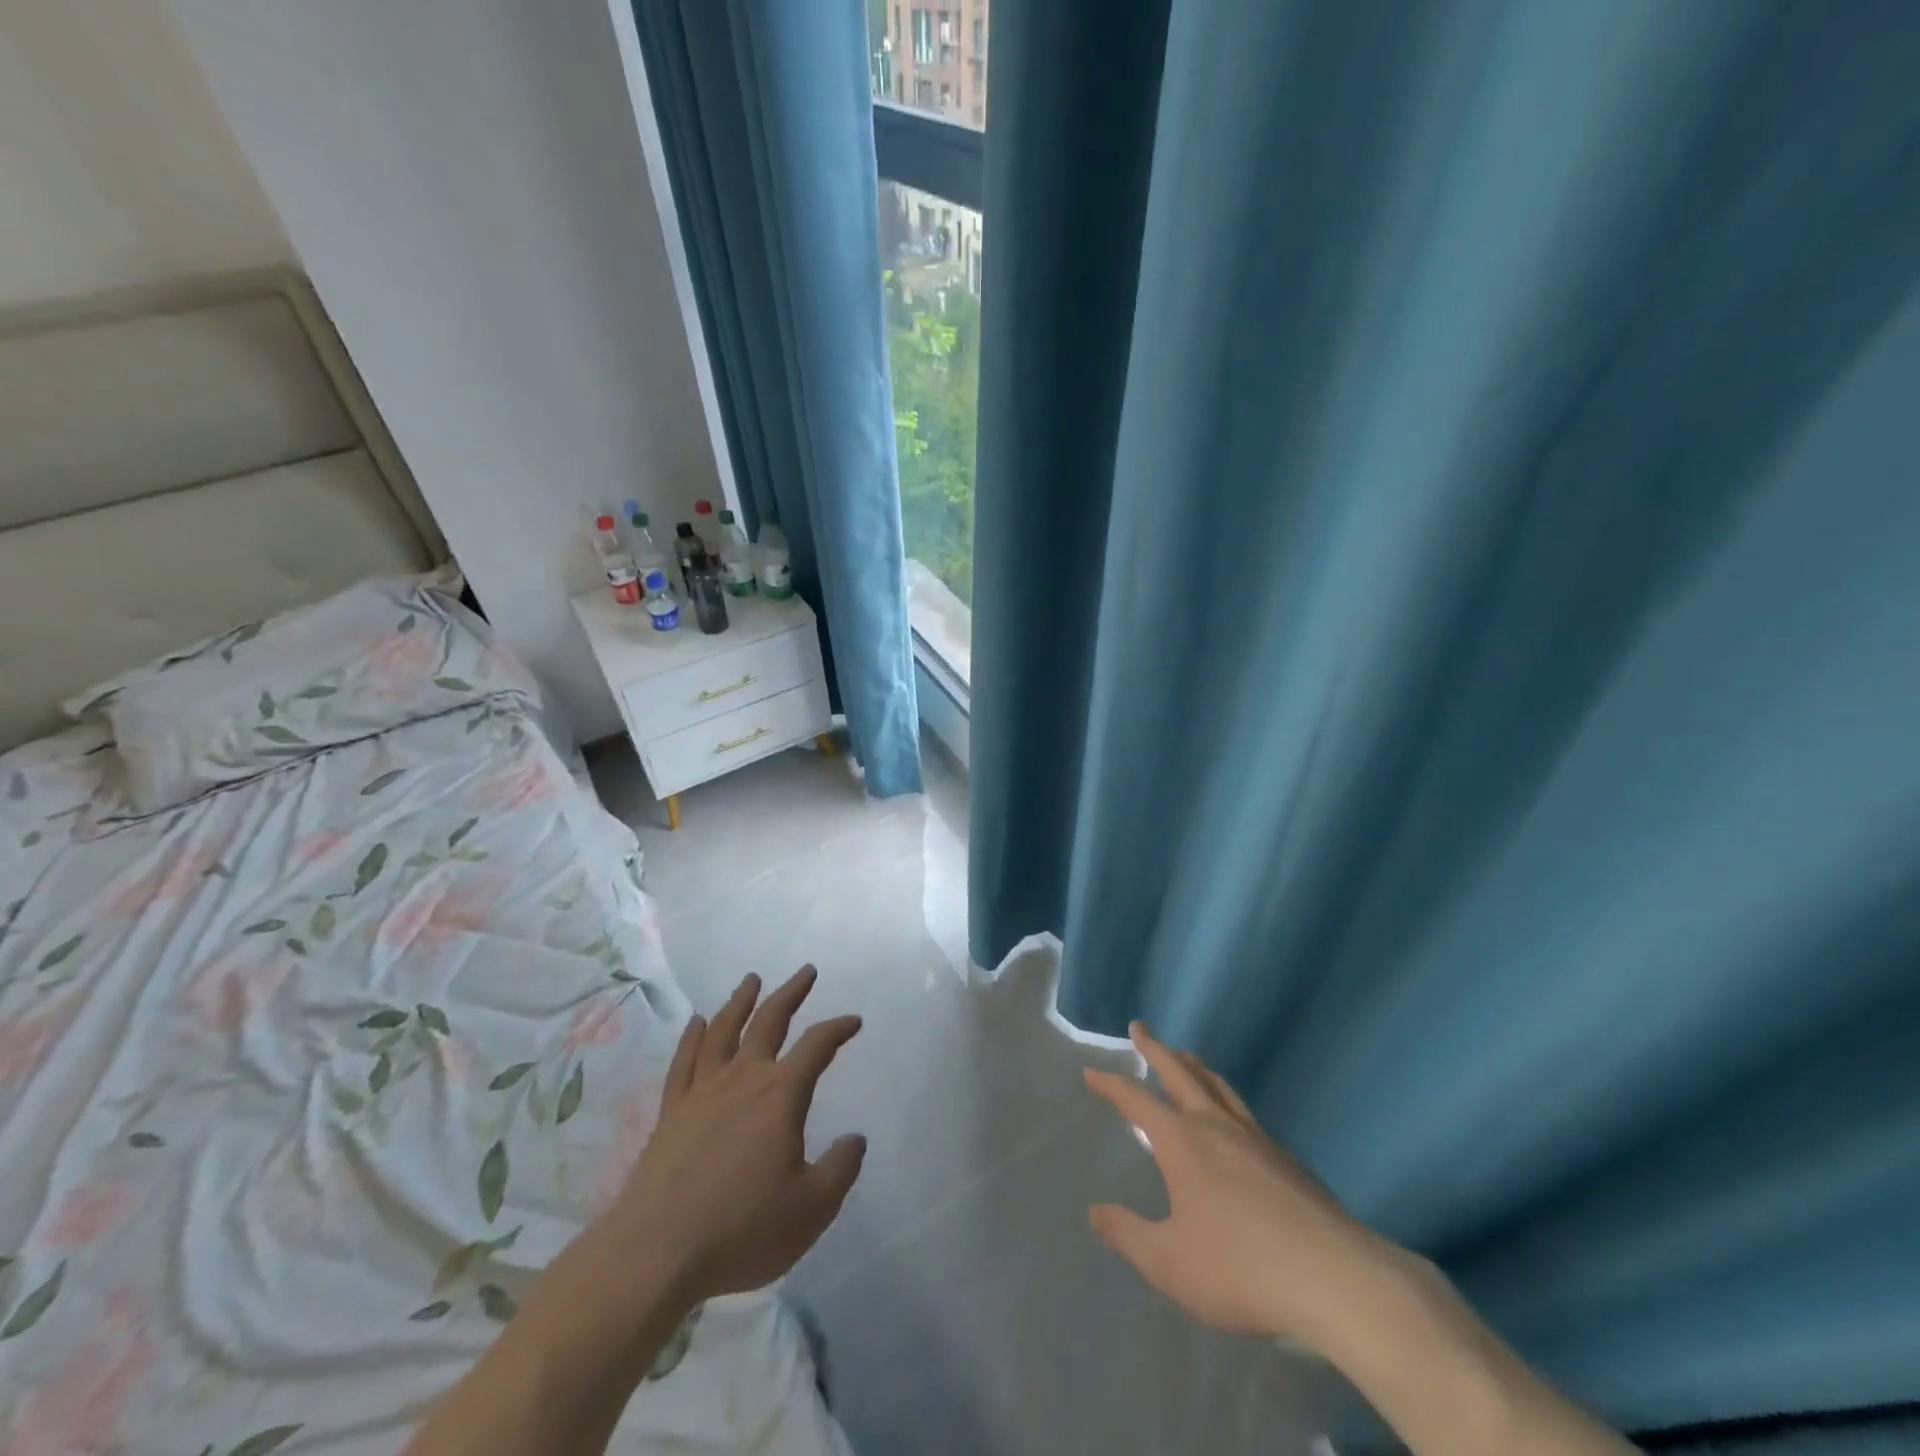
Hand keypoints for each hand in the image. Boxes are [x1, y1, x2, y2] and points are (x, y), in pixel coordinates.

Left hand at [611, 966, 865, 1304]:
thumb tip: (855, 1138)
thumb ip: (841, 1168)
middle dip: (790, 993)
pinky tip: (697, 1023)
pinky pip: (684, 1060)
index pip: (817, 1046)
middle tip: (805, 971)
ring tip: (751, 980)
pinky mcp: (671, 1111)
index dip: (838, 1028)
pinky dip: (693, 1036)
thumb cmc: (742, 1229)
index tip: (853, 1021)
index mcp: (780, 1095)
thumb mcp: (812, 1208)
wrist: (656, 1253)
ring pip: (724, 1030)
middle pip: (769, 1021)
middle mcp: (742, 1079)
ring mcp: (702, 1091)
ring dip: (741, 1001)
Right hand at [1085, 1023, 1401, 1349]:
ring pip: (1217, 1086)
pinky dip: (1224, 1096)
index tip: (1092, 1070)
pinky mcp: (1285, 1156)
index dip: (1111, 1084)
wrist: (1334, 1277)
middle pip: (1180, 1073)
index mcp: (1182, 1141)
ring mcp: (1254, 1137)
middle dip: (1155, 1048)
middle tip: (1139, 1027)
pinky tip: (1230, 1114)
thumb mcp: (1169, 1263)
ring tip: (1186, 1055)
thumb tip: (1095, 1212)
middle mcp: (1215, 1125)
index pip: (1136, 1099)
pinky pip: (1243, 1110)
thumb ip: (1128, 1235)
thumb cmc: (1240, 1267)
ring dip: (1194, 1066)